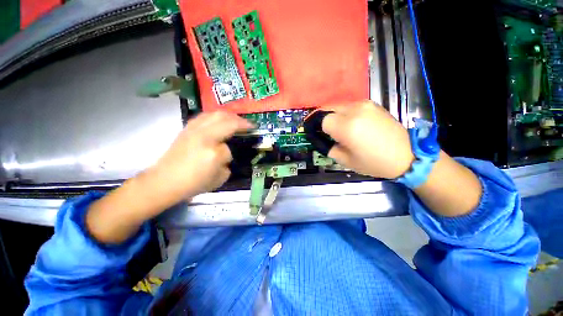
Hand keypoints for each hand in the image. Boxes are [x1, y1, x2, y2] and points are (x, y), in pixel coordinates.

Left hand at [86, 111, 251, 243]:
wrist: (164, 181)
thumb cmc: (192, 184)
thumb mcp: (219, 179)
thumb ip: (226, 163)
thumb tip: (226, 153)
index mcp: (213, 153)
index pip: (229, 149)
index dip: (232, 153)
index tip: (238, 151)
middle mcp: (203, 136)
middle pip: (226, 120)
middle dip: (241, 121)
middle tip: (249, 125)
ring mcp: (193, 130)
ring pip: (215, 114)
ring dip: (230, 116)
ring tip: (237, 120)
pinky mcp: (186, 129)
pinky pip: (205, 116)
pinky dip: (216, 116)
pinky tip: (219, 120)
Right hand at [321, 101, 414, 178]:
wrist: (406, 155)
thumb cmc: (374, 162)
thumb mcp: (345, 160)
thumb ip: (329, 147)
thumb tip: (321, 139)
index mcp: (347, 127)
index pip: (321, 120)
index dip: (315, 126)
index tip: (314, 133)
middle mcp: (354, 111)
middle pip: (328, 108)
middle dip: (321, 119)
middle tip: (322, 130)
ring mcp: (364, 105)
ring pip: (338, 105)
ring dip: (332, 115)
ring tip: (336, 127)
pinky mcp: (372, 104)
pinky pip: (350, 106)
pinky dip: (343, 113)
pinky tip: (349, 123)